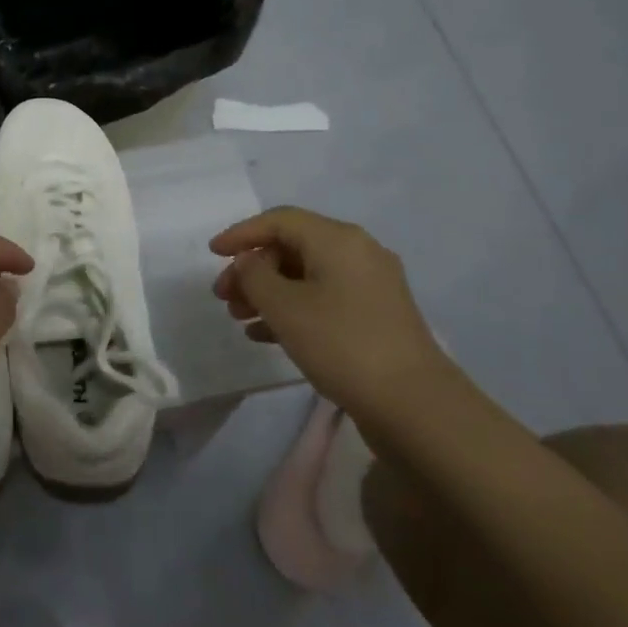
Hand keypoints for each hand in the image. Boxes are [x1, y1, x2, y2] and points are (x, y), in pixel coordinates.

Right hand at [210, 207, 445, 415]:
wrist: (414, 406)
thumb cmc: (341, 344)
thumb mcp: (284, 306)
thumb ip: (255, 276)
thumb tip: (249, 263)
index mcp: (338, 239)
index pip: (279, 220)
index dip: (241, 233)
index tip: (212, 253)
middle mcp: (358, 252)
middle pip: (292, 247)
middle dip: (252, 269)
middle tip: (224, 296)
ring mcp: (371, 286)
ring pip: (306, 276)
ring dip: (268, 292)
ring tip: (239, 317)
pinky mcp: (376, 317)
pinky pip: (323, 299)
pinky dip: (292, 310)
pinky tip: (264, 336)